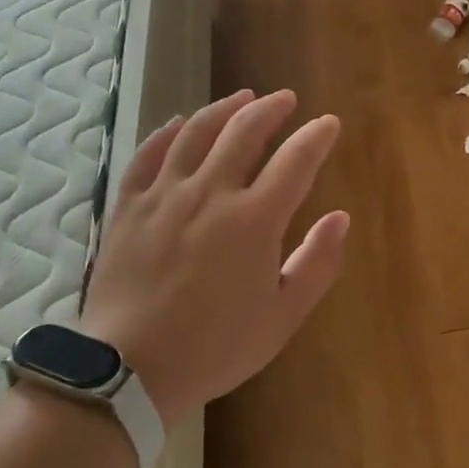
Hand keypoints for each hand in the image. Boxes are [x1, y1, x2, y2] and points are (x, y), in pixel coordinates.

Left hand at [78, 89, 347, 428]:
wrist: (129, 370)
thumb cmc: (215, 346)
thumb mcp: (282, 316)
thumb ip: (317, 263)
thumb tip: (340, 217)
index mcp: (254, 219)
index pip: (295, 160)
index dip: (316, 136)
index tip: (328, 123)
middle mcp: (211, 192)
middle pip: (244, 131)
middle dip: (271, 108)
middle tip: (286, 99)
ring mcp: (164, 194)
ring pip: (196, 132)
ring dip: (224, 108)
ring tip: (242, 96)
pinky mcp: (128, 205)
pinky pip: (148, 154)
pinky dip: (167, 132)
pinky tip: (179, 122)